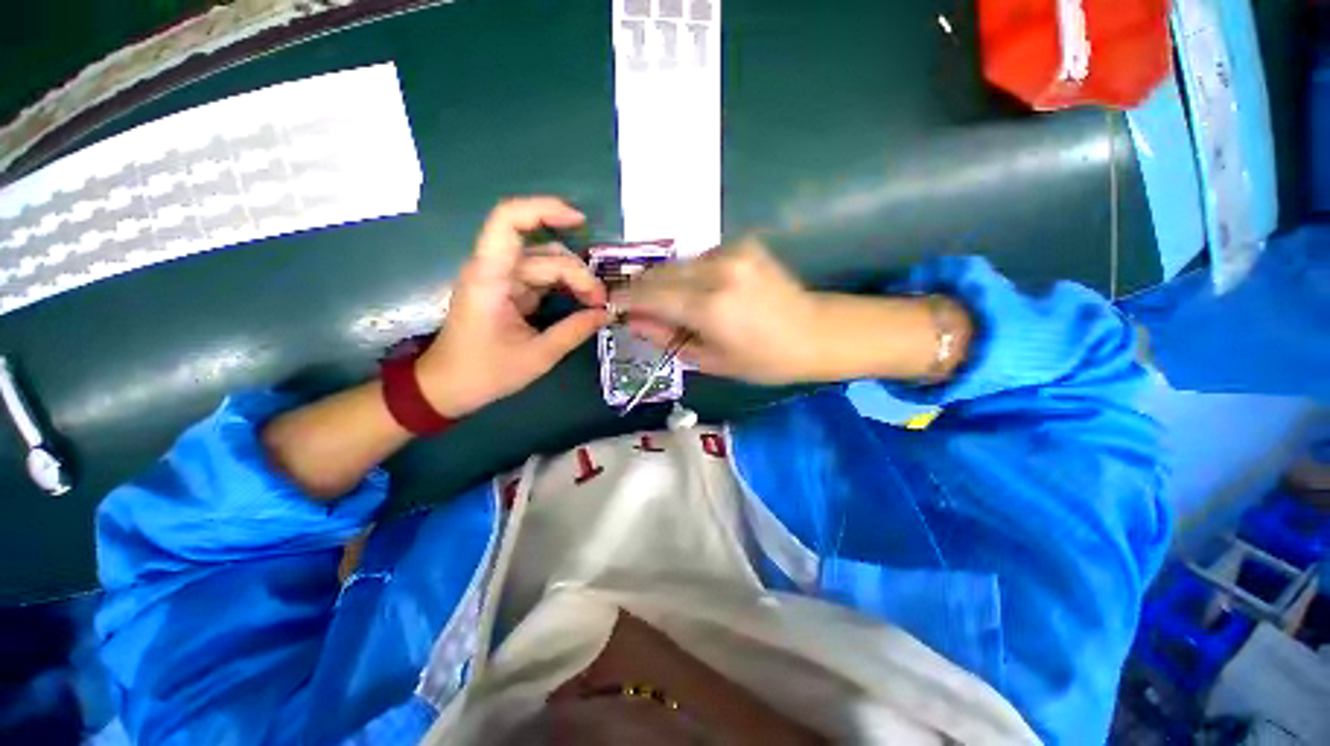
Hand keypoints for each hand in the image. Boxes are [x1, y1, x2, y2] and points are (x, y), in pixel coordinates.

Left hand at [417, 197, 609, 416]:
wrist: (448, 387)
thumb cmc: (484, 372)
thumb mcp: (537, 356)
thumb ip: (574, 331)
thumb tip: (606, 314)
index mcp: (490, 277)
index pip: (509, 221)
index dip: (544, 210)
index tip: (580, 222)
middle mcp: (494, 270)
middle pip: (544, 253)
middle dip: (578, 273)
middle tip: (601, 304)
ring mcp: (501, 280)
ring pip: (547, 265)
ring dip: (575, 281)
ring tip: (595, 305)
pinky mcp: (508, 291)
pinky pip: (542, 279)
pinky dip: (565, 288)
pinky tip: (582, 303)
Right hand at [614, 237, 824, 384]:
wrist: (816, 332)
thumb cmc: (764, 360)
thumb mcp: (712, 360)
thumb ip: (668, 338)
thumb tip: (635, 321)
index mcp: (710, 307)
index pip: (651, 295)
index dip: (627, 298)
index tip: (612, 303)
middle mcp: (717, 271)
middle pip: (660, 272)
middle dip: (642, 288)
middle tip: (636, 306)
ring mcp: (732, 252)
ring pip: (679, 263)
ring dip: (667, 281)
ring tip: (671, 304)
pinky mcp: (744, 244)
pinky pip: (700, 258)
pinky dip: (690, 274)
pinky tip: (702, 292)